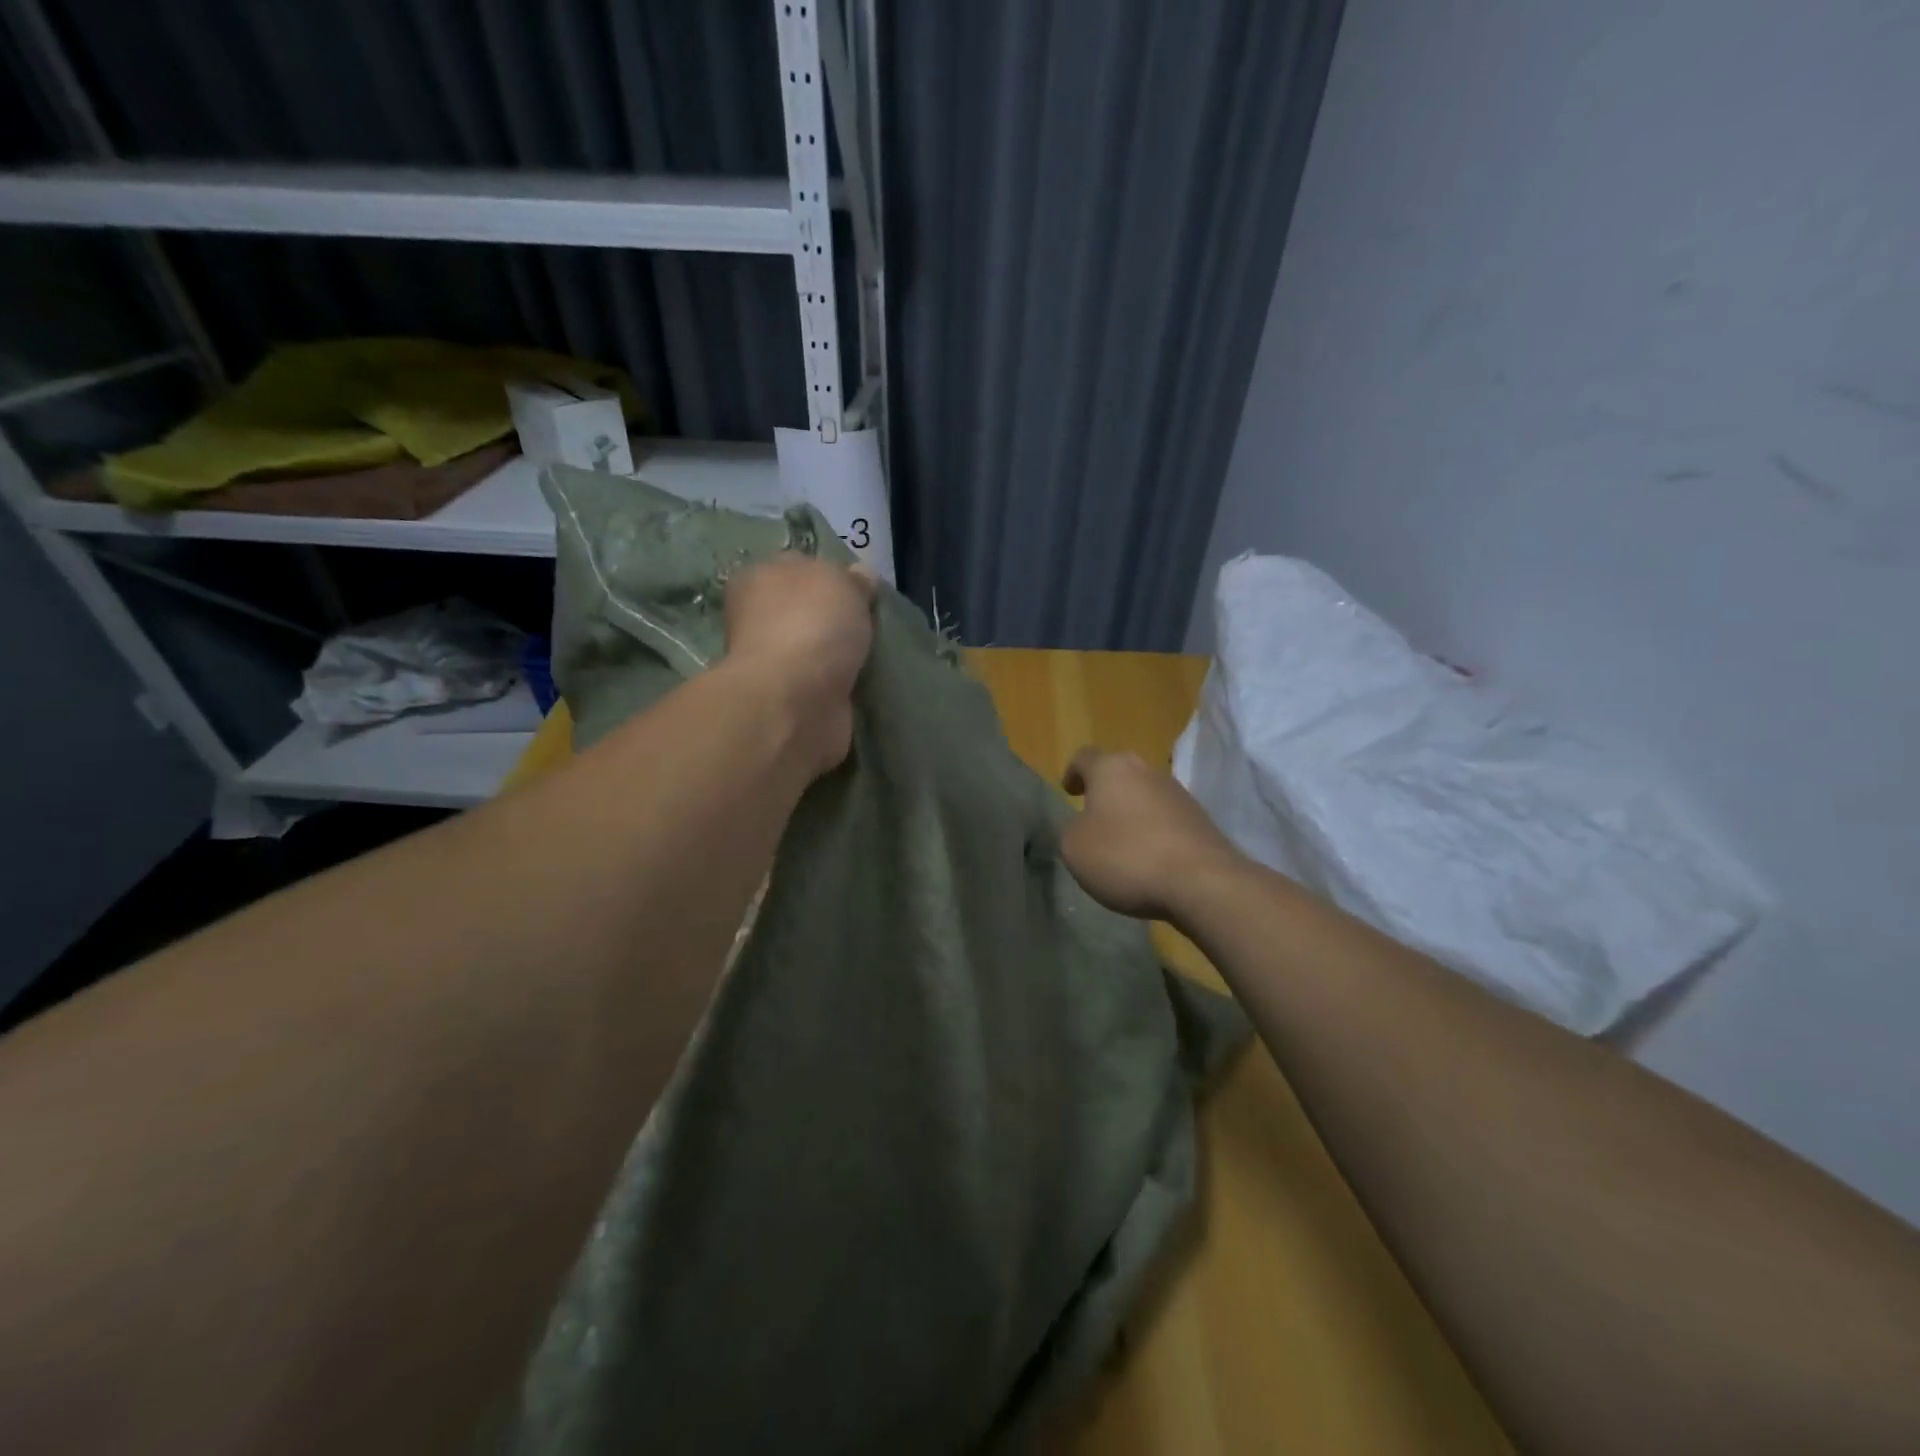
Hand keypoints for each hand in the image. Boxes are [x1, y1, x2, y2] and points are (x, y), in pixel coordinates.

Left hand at [722, 554, 876, 777]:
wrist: (795, 701)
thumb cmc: (811, 625)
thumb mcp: (841, 581)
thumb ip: (852, 578)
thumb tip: (860, 578)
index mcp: (758, 578)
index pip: (798, 567)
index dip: (831, 575)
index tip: (862, 590)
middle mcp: (758, 619)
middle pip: (808, 611)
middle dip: (837, 619)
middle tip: (872, 624)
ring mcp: (774, 664)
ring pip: (817, 650)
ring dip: (841, 655)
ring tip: (874, 656)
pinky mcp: (791, 701)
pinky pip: (825, 685)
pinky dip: (842, 686)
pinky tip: (864, 684)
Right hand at [1059, 748, 1243, 920]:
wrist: (1202, 881)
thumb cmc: (1126, 856)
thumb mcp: (1074, 848)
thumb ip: (1071, 830)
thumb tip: (1082, 826)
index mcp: (1111, 769)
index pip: (1085, 757)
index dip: (1073, 773)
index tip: (1069, 790)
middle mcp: (1147, 771)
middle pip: (1120, 775)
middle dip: (1106, 793)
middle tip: (1093, 817)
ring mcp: (1179, 794)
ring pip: (1145, 797)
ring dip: (1132, 814)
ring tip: (1122, 845)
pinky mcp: (1201, 821)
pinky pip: (1167, 821)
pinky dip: (1154, 834)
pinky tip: (1149, 861)